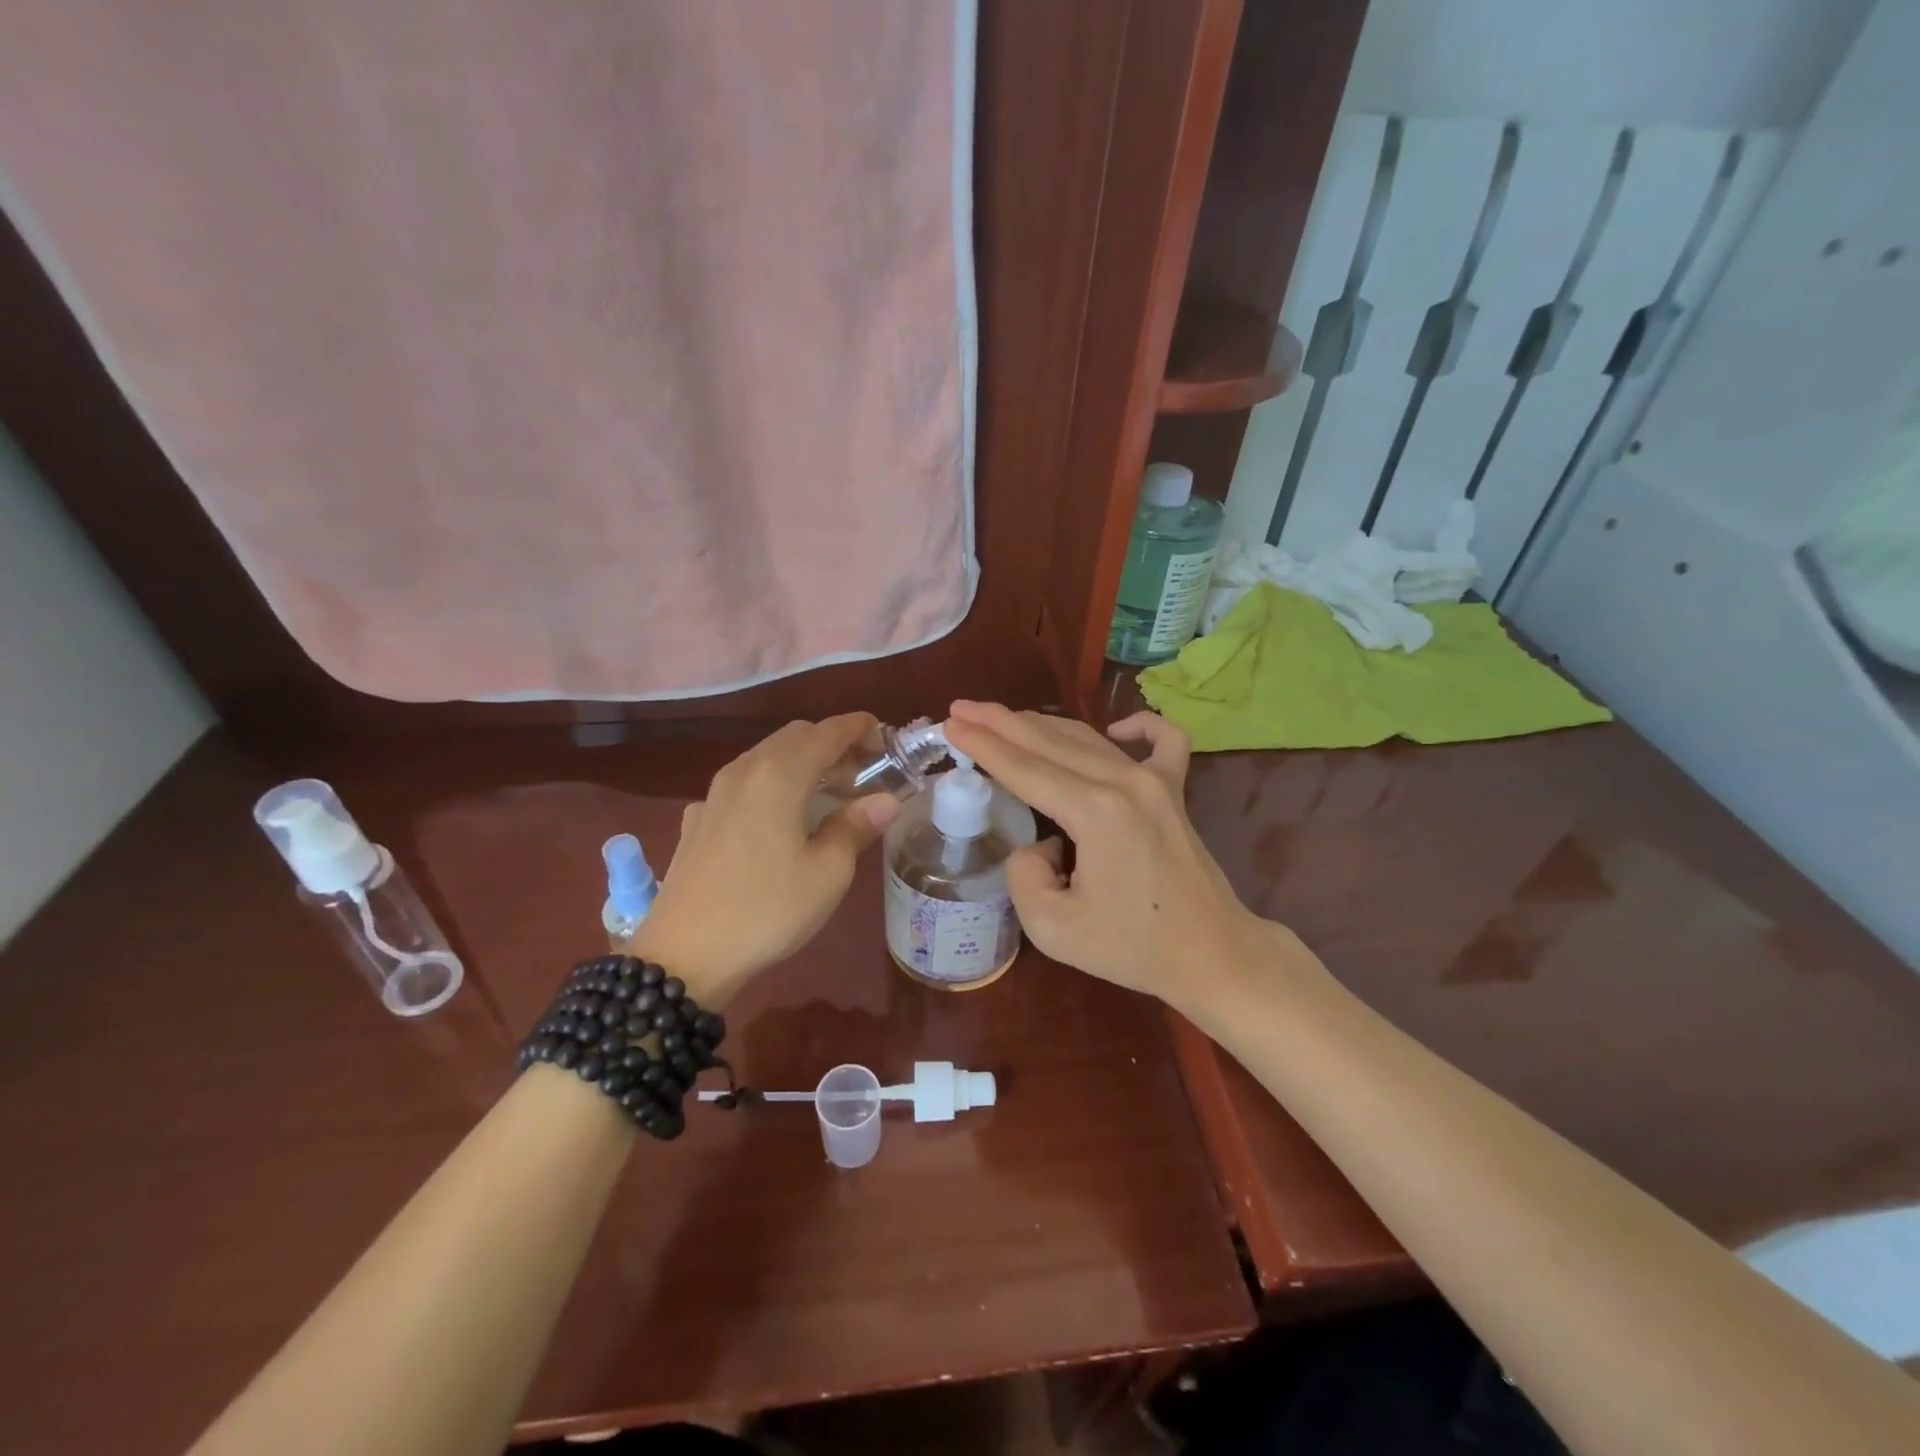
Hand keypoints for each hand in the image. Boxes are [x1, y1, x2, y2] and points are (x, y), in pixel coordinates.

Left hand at [632, 715, 899, 1003]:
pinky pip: (741, 784)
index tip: (884, 736)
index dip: (858, 727)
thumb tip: (886, 799)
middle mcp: (744, 770)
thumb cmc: (767, 910)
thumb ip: (856, 826)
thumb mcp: (827, 873)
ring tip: (826, 793)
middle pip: (794, 736)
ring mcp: (714, 793)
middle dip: (831, 743)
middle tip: (861, 771)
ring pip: (765, 756)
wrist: (684, 956)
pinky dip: (770, 784)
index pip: (826, 731)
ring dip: (800, 761)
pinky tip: (776, 819)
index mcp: (780, 775)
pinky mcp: (696, 819)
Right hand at [942, 702, 1301, 1011]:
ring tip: (1002, 717)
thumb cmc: (1133, 948)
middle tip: (961, 707)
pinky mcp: (1176, 790)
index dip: (982, 745)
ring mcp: (1156, 781)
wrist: (1212, 954)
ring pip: (1087, 738)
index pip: (1023, 769)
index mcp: (1095, 812)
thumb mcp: (1053, 928)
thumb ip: (1024, 874)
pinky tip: (1116, 729)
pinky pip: (1163, 740)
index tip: (950, 724)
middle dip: (1000, 722)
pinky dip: (1138, 725)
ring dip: (1041, 724)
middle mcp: (1125, 782)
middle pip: (1049, 741)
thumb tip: (1038, 842)